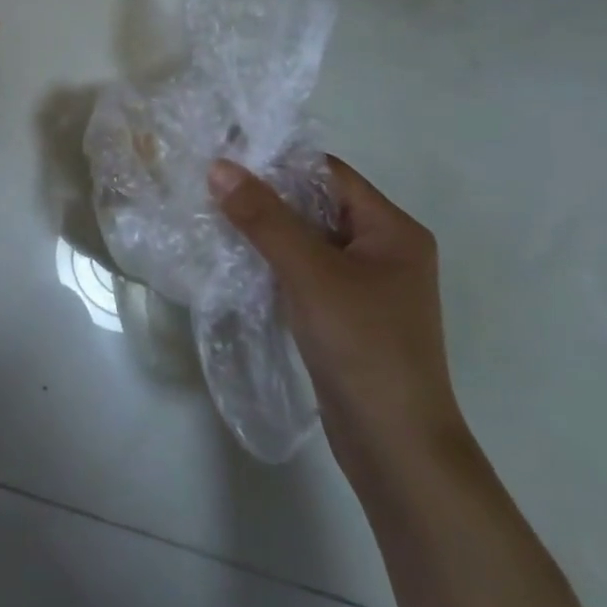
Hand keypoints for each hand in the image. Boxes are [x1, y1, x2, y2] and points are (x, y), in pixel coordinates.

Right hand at [208, 157, 466, 472]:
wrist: (396, 447)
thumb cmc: (363, 347)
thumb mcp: (310, 274)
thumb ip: (264, 218)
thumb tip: (220, 167)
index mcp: (393, 230)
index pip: (329, 174)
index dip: (278, 163)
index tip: (226, 159)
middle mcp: (385, 250)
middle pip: (317, 205)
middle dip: (267, 197)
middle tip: (211, 187)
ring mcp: (366, 285)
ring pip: (308, 240)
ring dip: (266, 231)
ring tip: (214, 217)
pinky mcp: (347, 314)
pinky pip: (305, 271)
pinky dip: (274, 263)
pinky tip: (237, 261)